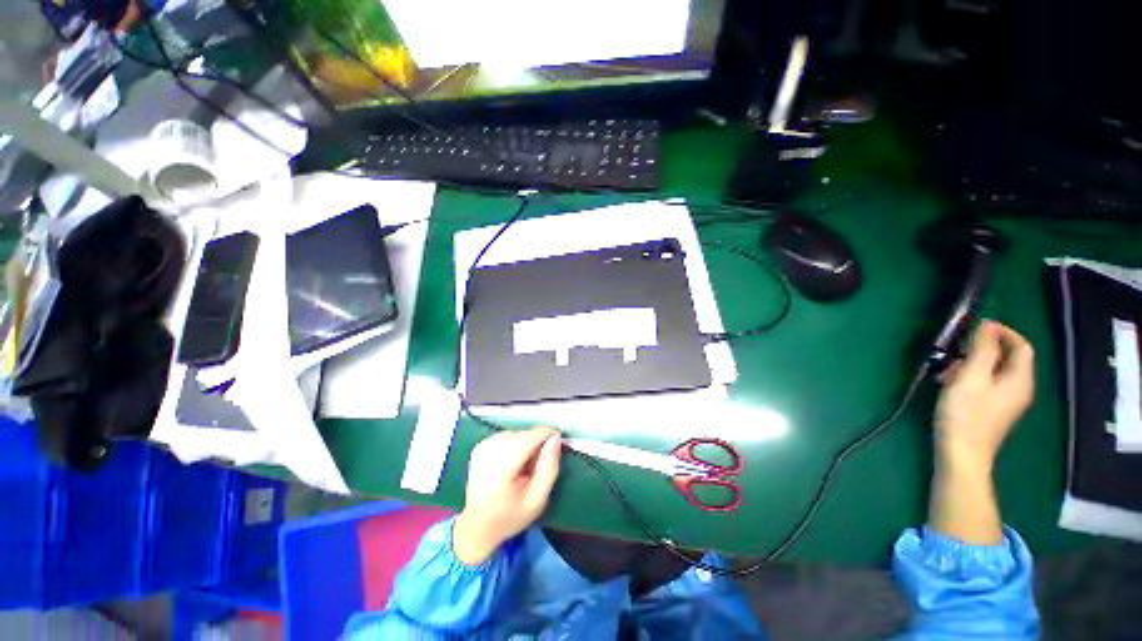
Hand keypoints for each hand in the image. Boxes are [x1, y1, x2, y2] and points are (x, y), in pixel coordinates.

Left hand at [453, 427, 561, 564]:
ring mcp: (482, 447)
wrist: (478, 526)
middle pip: (524, 434)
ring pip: (516, 433)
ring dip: (526, 444)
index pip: (530, 437)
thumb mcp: (538, 499)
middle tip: (537, 467)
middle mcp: (489, 452)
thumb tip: (556, 437)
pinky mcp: (480, 446)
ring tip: (524, 467)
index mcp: (501, 468)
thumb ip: (549, 467)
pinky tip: (512, 462)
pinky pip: (507, 435)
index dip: (548, 434)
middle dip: (536, 444)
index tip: (559, 442)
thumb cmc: (510, 516)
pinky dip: (515, 444)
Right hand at [934, 320, 1034, 473]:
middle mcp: (1019, 388)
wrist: (961, 453)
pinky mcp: (992, 410)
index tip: (976, 327)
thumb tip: (988, 325)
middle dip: (982, 349)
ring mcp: (1006, 402)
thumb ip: (982, 349)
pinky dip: (970, 377)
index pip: (1021, 346)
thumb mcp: (971, 376)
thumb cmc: (965, 413)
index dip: (1003, 332)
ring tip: (946, 368)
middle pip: (1007, 359)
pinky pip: (987, 384)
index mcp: (1019, 379)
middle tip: (955, 349)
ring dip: (972, 363)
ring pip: (994, 372)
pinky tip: (949, 383)